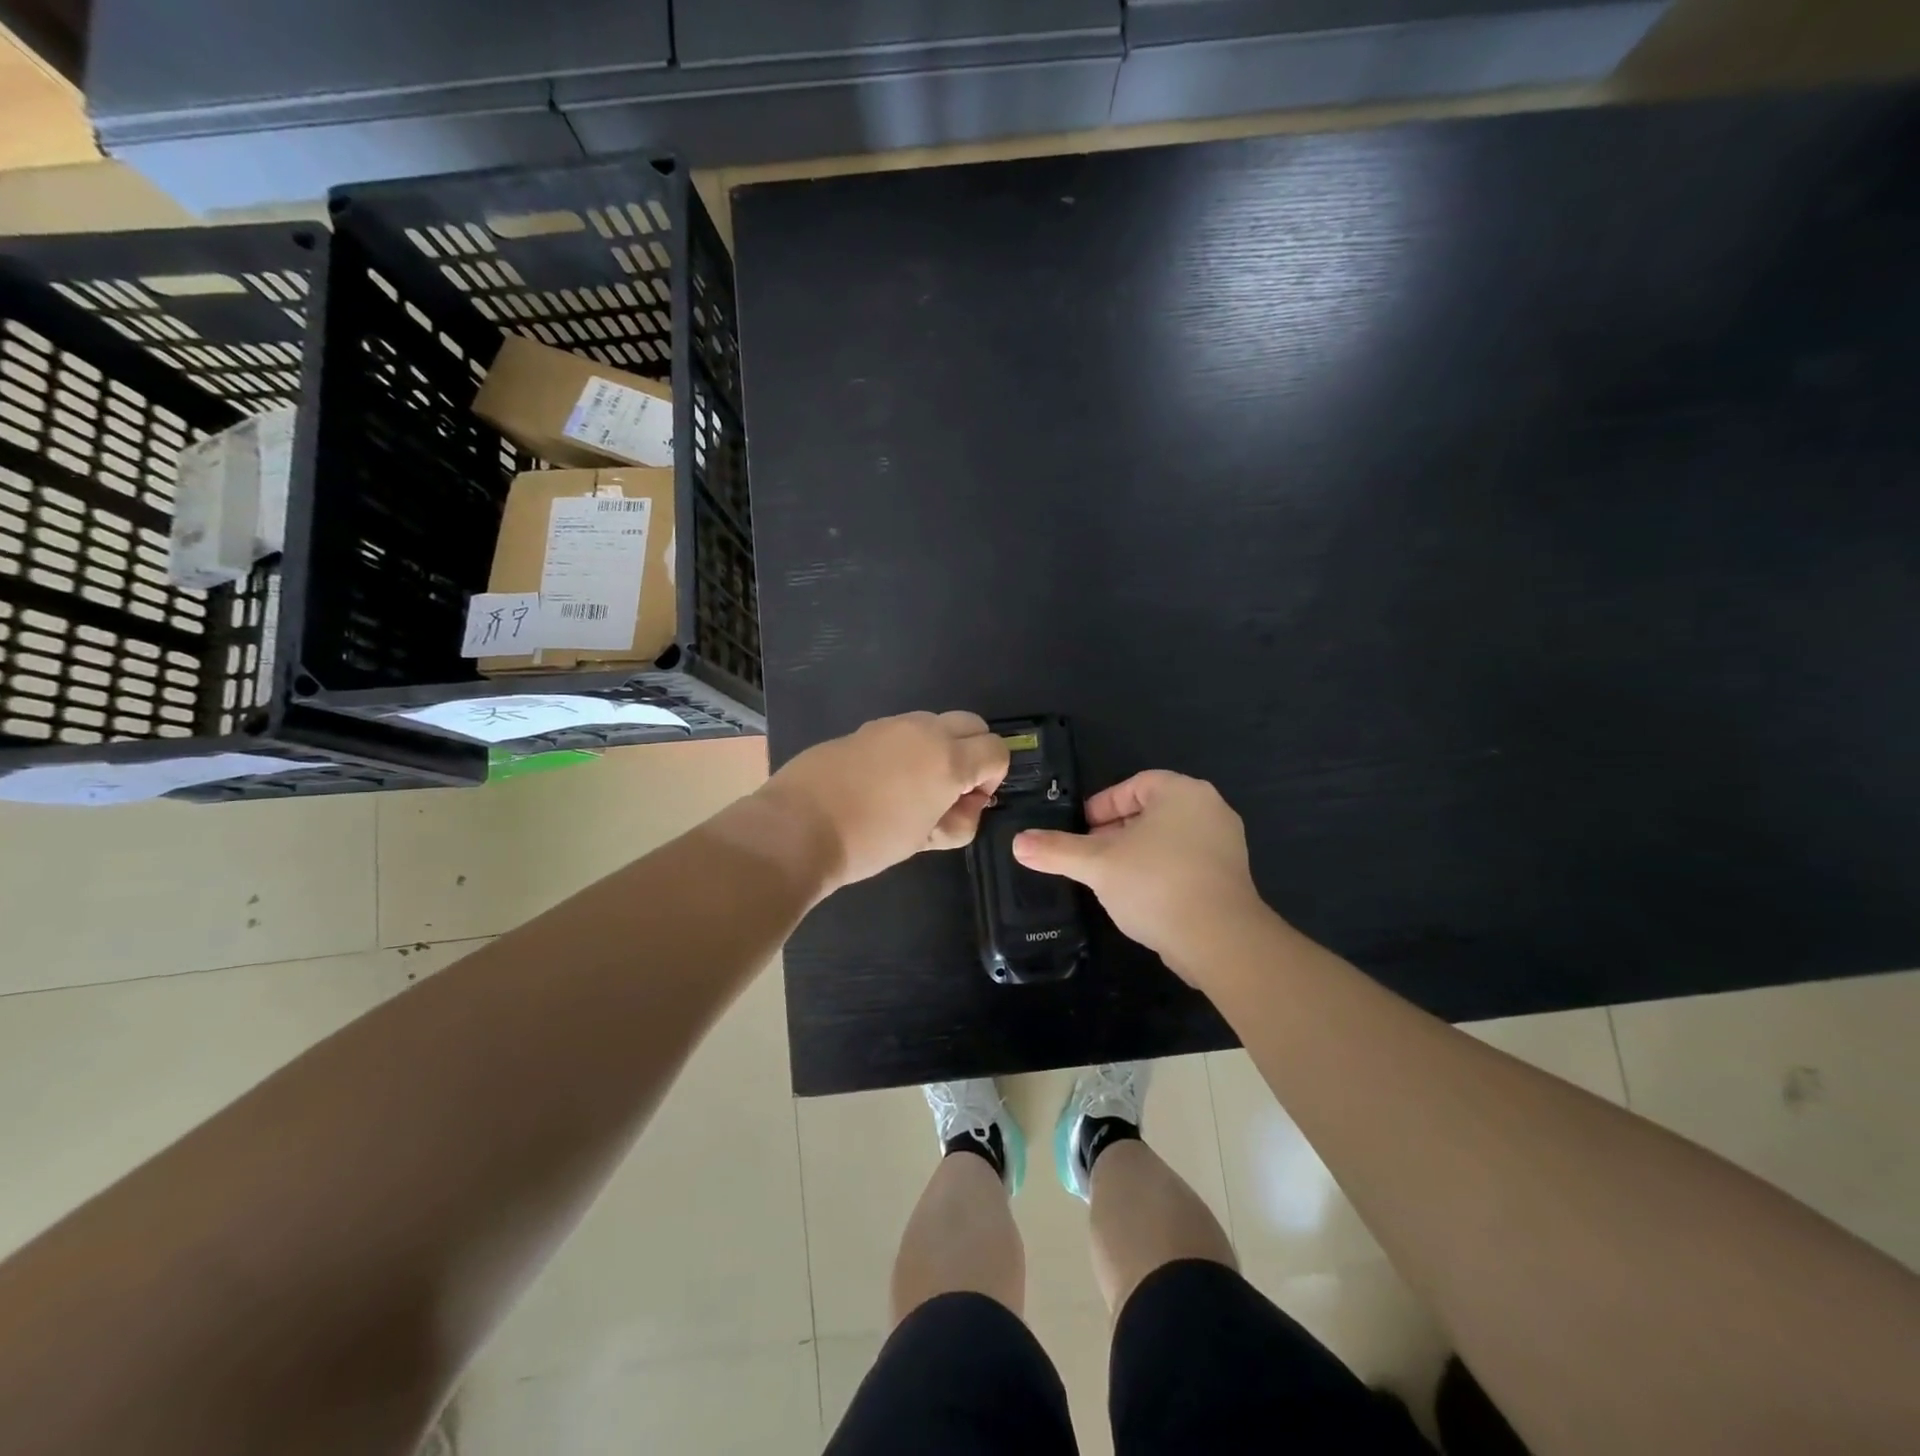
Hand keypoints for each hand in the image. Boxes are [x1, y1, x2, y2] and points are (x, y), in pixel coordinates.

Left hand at [756, 711, 1009, 893]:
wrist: (798, 828)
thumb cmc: (870, 841)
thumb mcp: (925, 840)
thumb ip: (959, 820)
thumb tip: (967, 805)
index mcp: (948, 759)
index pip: (997, 750)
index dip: (992, 777)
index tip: (970, 801)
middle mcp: (925, 731)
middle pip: (972, 724)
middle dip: (973, 752)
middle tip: (951, 789)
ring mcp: (891, 725)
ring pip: (935, 723)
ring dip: (940, 747)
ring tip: (913, 787)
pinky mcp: (863, 729)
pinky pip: (901, 730)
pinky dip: (908, 748)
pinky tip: (881, 781)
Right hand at [1012, 770, 1267, 978]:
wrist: (1220, 940)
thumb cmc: (1155, 884)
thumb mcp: (1097, 865)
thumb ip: (1057, 850)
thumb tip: (1018, 843)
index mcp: (1182, 792)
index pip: (1135, 785)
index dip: (1102, 805)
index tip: (1081, 829)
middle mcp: (1209, 809)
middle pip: (1151, 811)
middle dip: (1116, 831)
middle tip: (1090, 854)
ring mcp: (1226, 844)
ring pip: (1169, 839)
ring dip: (1137, 853)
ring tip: (1109, 878)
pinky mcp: (1232, 877)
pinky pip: (1187, 863)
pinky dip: (1161, 872)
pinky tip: (1141, 898)